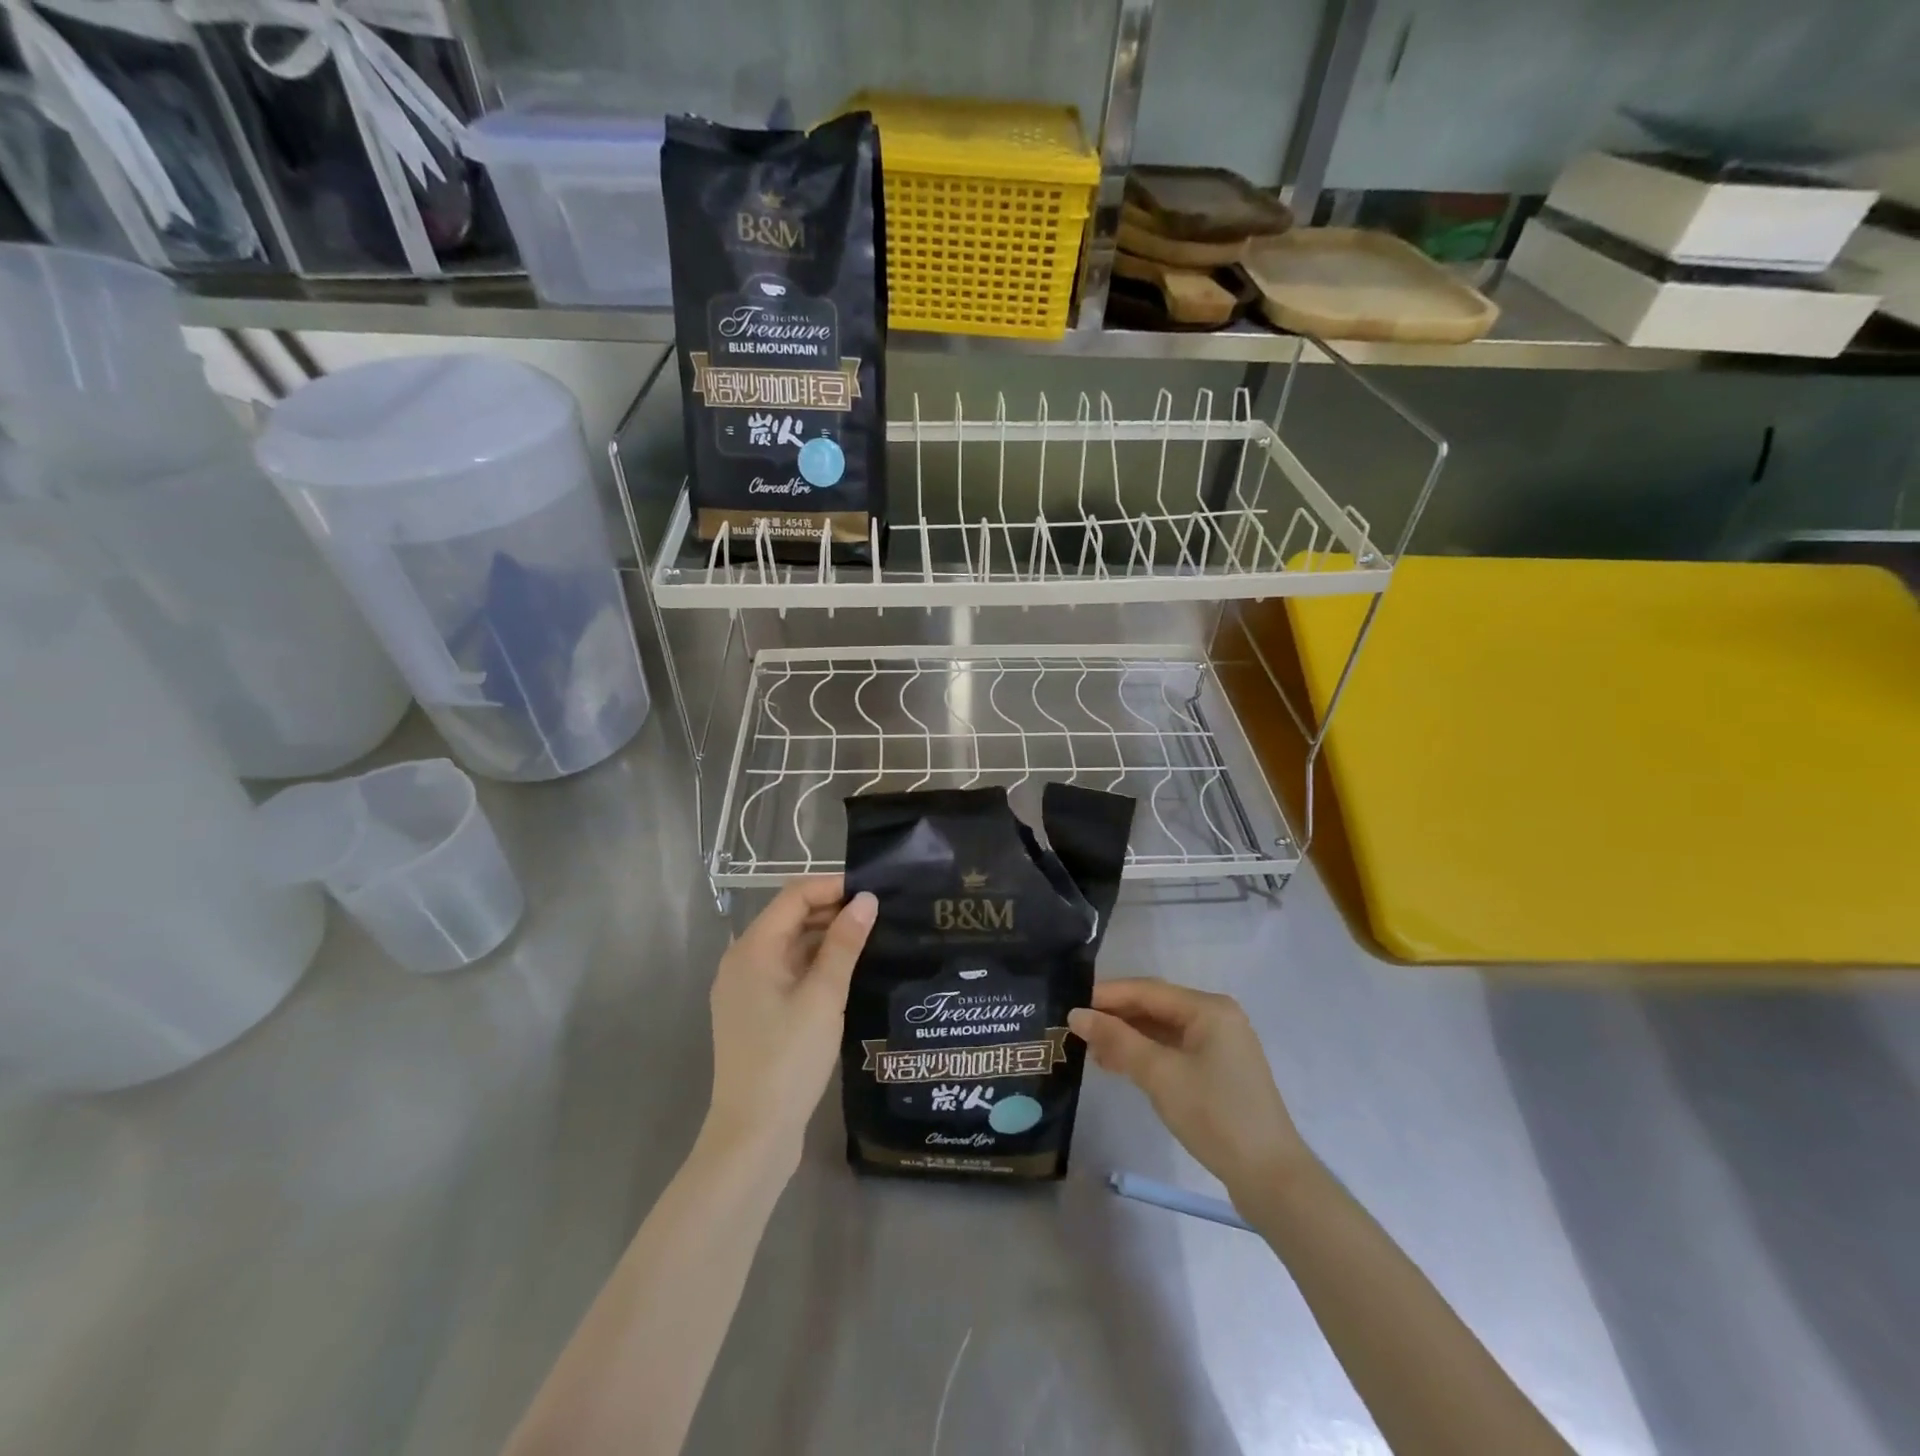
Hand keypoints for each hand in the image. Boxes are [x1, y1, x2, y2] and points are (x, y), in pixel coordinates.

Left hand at [702, 877, 876, 1174]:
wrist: (752, 1135)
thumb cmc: (788, 1059)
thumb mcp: (823, 997)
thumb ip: (844, 944)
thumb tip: (866, 900)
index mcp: (752, 949)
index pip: (794, 895)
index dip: (833, 886)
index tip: (874, 892)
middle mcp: (742, 960)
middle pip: (789, 917)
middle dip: (832, 910)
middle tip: (879, 915)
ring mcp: (746, 988)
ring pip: (790, 945)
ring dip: (825, 937)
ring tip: (870, 938)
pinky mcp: (755, 1011)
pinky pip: (786, 970)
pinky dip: (814, 963)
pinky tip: (846, 971)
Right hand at [1069, 979, 1310, 1200]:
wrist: (1271, 1178)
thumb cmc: (1215, 1116)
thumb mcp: (1160, 1074)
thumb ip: (1117, 1040)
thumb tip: (1076, 1015)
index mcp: (1209, 1008)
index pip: (1148, 990)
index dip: (1108, 996)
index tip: (1071, 1005)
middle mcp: (1216, 1017)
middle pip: (1156, 1006)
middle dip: (1116, 1017)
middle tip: (1077, 1030)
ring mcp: (1220, 1045)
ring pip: (1163, 1030)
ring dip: (1128, 1037)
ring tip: (1091, 1050)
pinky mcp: (1218, 1071)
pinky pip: (1174, 1050)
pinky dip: (1146, 1054)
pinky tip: (1120, 1065)